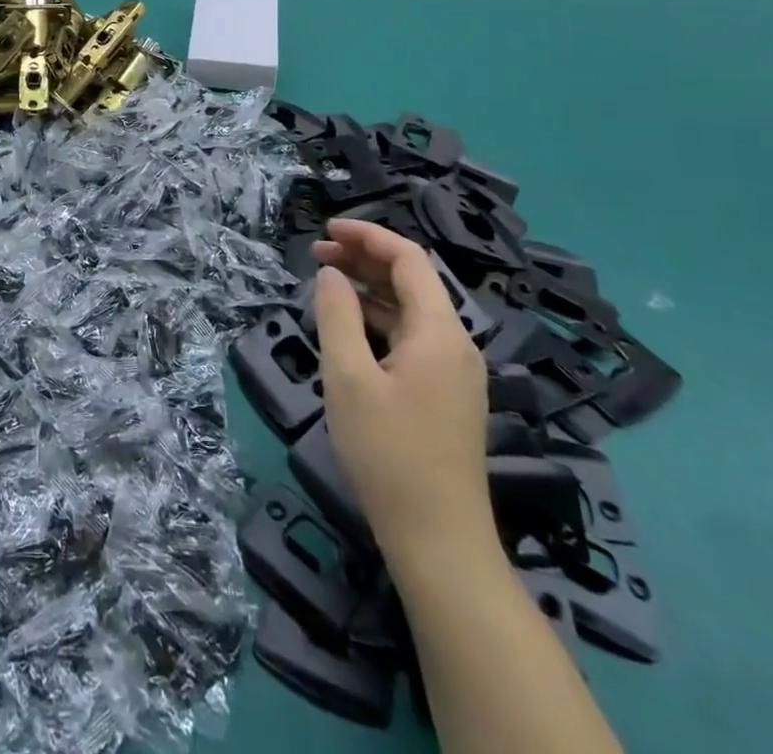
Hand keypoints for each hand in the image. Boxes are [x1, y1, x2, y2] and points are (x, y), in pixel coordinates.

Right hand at [312, 220, 492, 567]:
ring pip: (411, 310)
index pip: (409, 259)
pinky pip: (412, 338)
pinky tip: (349, 327)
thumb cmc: (388, 454)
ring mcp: (455, 372)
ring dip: (369, 289)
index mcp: (440, 332)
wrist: (439, 542)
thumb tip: (330, 274)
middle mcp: (456, 344)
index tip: (325, 230)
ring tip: (325, 283)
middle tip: (316, 254)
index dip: (367, 236)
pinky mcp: (447, 395)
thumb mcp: (348, 378)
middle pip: (413, 281)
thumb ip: (337, 316)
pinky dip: (379, 320)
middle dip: (364, 259)